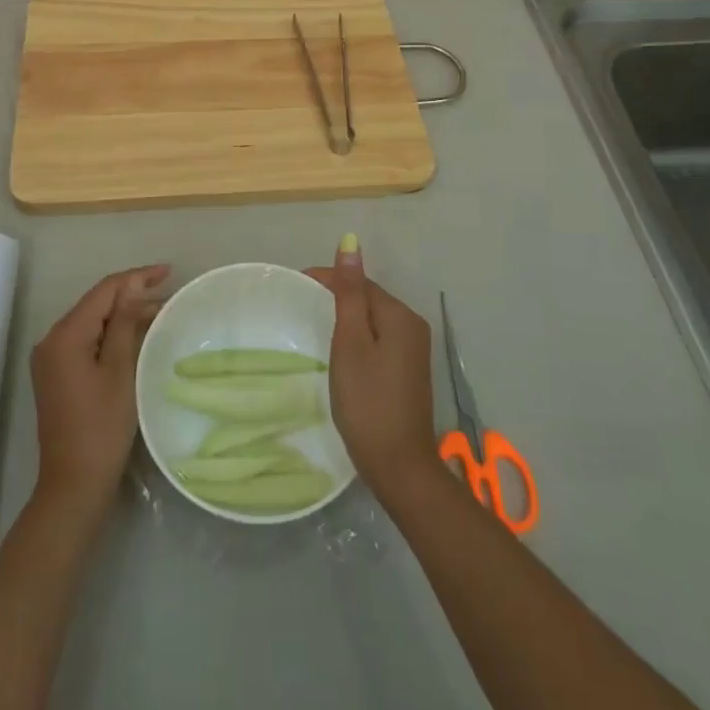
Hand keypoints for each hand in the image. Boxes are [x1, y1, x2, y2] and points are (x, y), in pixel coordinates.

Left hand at [30, 264, 168, 517]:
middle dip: (131, 295)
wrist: (73, 486)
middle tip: (168, 291)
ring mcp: (51, 358)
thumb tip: (133, 286)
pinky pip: (87, 340)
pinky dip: (111, 334)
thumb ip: (124, 323)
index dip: (136, 277)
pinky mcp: (57, 374)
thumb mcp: (119, 371)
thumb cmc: (102, 428)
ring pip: (92, 322)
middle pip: (96, 304)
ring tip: (159, 311)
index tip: (168, 272)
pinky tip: (135, 334)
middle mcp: (51, 340)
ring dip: (123, 315)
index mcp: (64, 335)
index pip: (104, 291)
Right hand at [306, 241, 437, 492]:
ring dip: (347, 317)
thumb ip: (349, 293)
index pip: (360, 282)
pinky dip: (358, 337)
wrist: (399, 467)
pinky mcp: (409, 371)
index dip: (328, 279)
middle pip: (368, 298)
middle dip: (337, 296)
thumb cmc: (367, 402)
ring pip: (373, 319)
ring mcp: (414, 350)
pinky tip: (341, 350)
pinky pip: (379, 339)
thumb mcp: (351, 343)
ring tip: (314, 323)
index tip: (295, 284)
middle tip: (300, 305)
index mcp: (400, 315)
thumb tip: (350, 243)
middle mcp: (413, 326)